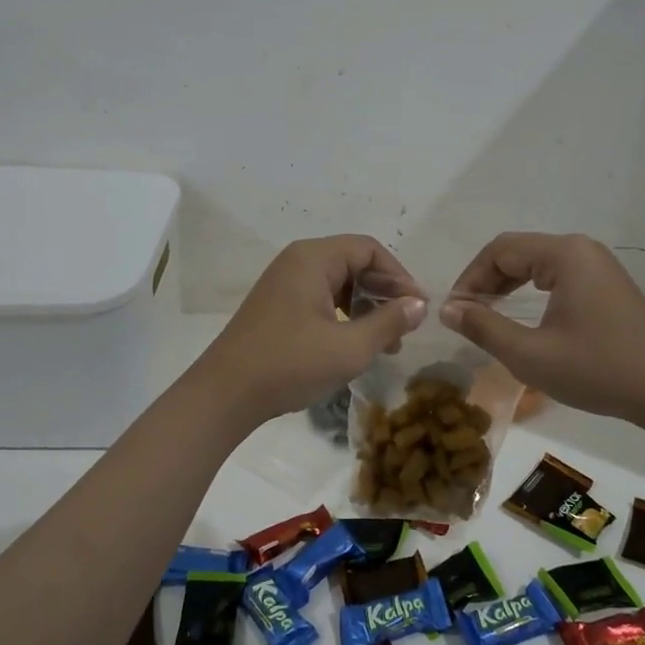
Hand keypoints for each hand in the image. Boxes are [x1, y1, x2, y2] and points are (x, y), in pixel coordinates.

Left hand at [195, 236, 426, 423]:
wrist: (225, 394)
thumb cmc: (291, 364)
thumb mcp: (350, 347)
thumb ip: (389, 322)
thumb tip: (419, 304)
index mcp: (314, 258)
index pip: (369, 250)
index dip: (399, 276)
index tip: (418, 307)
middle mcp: (297, 261)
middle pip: (354, 263)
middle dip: (384, 293)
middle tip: (406, 326)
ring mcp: (284, 283)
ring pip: (338, 283)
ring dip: (366, 307)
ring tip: (386, 343)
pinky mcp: (277, 305)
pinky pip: (321, 298)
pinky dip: (344, 315)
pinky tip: (355, 344)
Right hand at [442, 232, 644, 425]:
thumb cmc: (598, 370)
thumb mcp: (530, 354)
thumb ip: (484, 328)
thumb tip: (447, 308)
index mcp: (564, 255)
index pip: (499, 250)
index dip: (470, 278)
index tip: (454, 311)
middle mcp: (581, 249)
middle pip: (518, 251)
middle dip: (486, 281)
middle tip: (466, 315)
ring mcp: (598, 265)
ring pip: (537, 263)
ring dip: (507, 285)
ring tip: (487, 315)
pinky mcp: (607, 283)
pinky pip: (557, 274)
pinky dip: (532, 290)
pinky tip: (523, 314)